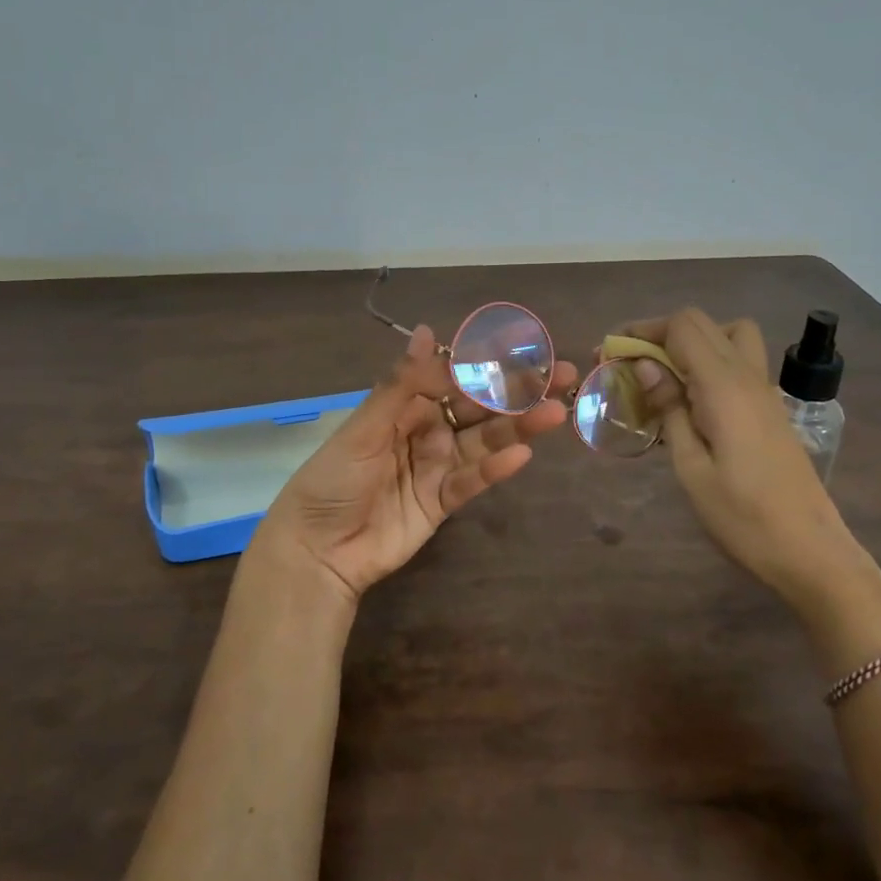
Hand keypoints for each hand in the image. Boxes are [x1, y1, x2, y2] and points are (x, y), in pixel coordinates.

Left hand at [253, 325, 579, 602]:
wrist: (317, 550)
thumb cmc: (332, 479)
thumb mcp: (364, 427)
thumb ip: (401, 383)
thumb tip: (429, 330)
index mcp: (404, 406)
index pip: (454, 377)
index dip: (489, 363)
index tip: (526, 349)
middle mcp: (426, 431)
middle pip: (479, 407)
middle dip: (518, 391)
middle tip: (563, 375)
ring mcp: (437, 466)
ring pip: (484, 441)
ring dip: (518, 426)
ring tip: (555, 413)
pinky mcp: (443, 502)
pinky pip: (474, 480)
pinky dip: (496, 468)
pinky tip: (522, 454)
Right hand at [614, 309, 879, 615]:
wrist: (810, 550)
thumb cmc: (743, 517)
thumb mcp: (691, 468)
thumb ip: (669, 410)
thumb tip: (645, 367)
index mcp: (725, 387)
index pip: (683, 327)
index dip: (643, 330)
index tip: (610, 353)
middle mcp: (748, 376)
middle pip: (702, 323)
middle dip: (659, 333)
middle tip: (627, 364)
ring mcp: (765, 391)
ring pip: (728, 335)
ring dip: (691, 342)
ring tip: (664, 376)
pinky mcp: (771, 408)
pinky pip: (738, 362)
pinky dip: (709, 363)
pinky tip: (690, 401)